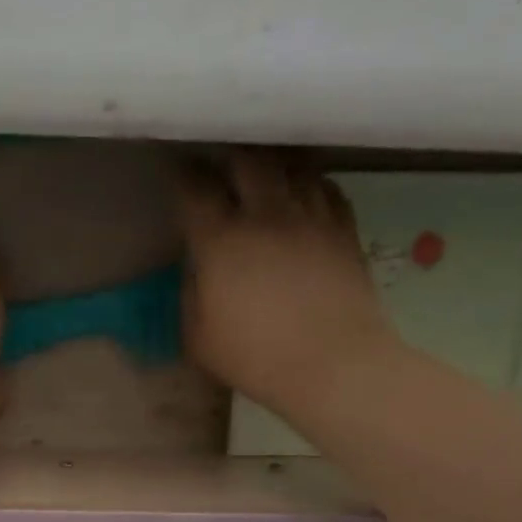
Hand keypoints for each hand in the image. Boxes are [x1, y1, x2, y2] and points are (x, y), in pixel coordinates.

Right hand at [179, 153, 397, 413]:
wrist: (332, 363)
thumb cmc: (255, 358)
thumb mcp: (198, 337)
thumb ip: (191, 293)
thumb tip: (197, 267)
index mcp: (221, 242)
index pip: (195, 190)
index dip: (182, 177)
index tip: (177, 173)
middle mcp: (266, 214)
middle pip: (247, 160)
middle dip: (227, 157)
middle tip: (219, 166)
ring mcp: (311, 216)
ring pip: (291, 165)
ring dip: (270, 164)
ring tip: (261, 173)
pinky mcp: (344, 227)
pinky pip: (325, 187)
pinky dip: (307, 184)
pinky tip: (301, 196)